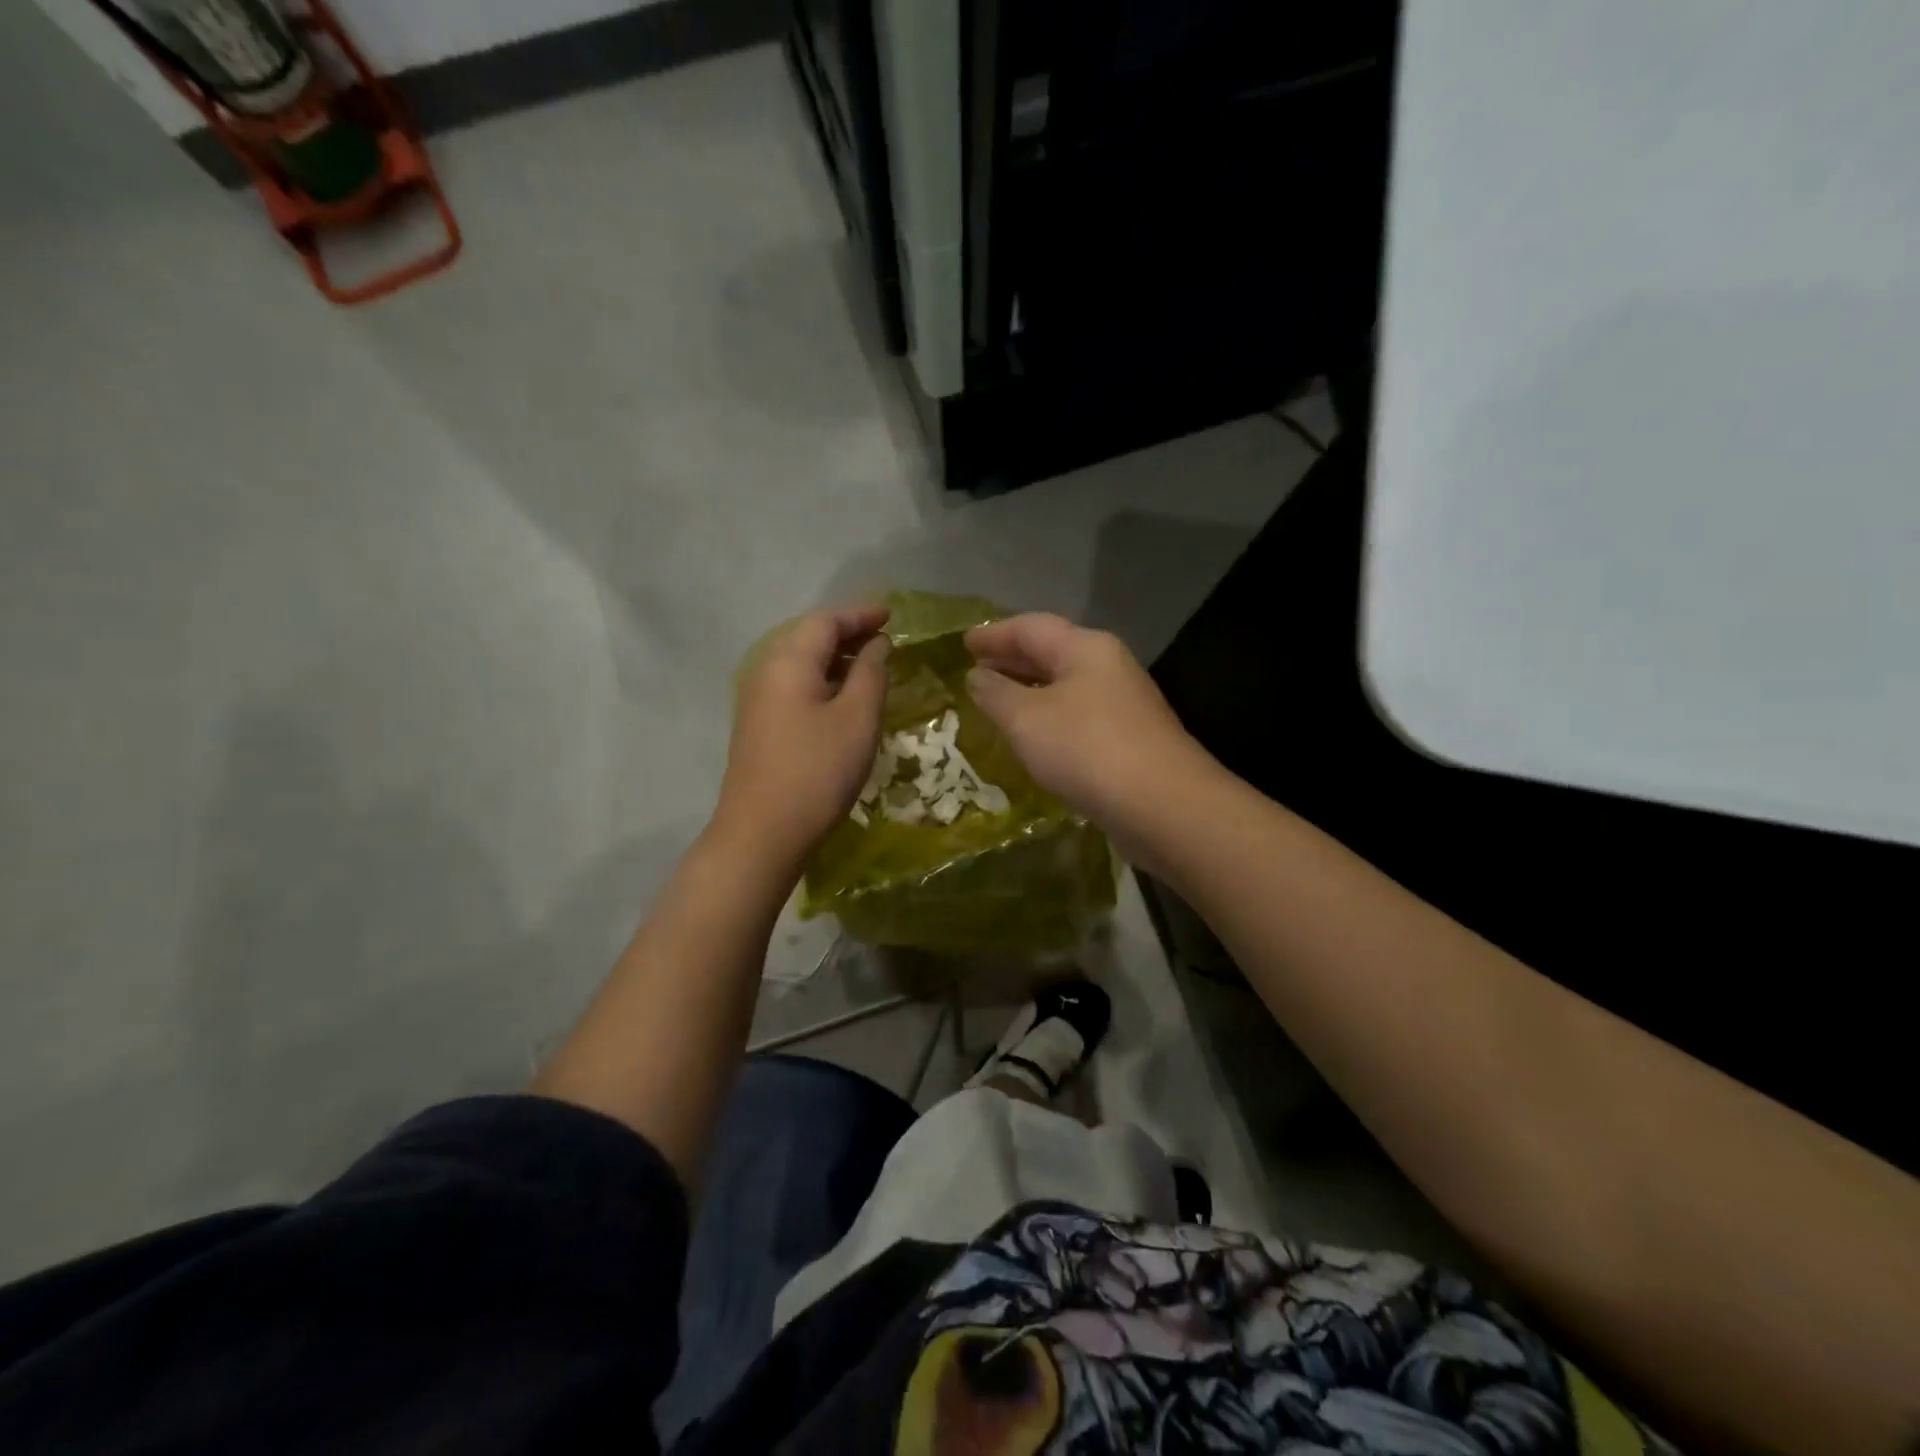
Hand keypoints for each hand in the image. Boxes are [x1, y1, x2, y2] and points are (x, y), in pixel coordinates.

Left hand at [716, 604, 890, 868]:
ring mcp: (757, 698)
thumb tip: (876, 644)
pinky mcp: (758, 724)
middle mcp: (766, 669)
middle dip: (848, 632)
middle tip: (885, 637)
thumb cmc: (817, 770)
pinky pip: (794, 685)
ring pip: (801, 662)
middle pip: (809, 636)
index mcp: (789, 660)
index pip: (826, 620)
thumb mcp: (857, 717)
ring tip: (871, 664)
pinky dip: (823, 680)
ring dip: (836, 657)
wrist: (763, 832)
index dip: (861, 614)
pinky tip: (843, 697)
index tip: (892, 614)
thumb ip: (870, 672)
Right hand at [965, 613, 1211, 834]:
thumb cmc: (1086, 749)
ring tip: (996, 701)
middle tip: (975, 669)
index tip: (963, 643)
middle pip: (1051, 652)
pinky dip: (1047, 717)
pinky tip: (1032, 737)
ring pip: (1064, 686)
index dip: (993, 634)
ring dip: (1028, 690)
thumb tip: (977, 676)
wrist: (1162, 806)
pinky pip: (1076, 715)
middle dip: (1011, 659)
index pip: (1030, 627)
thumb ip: (996, 694)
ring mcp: (1122, 704)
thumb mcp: (1026, 719)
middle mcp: (1107, 667)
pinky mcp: (1127, 739)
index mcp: (1085, 648)